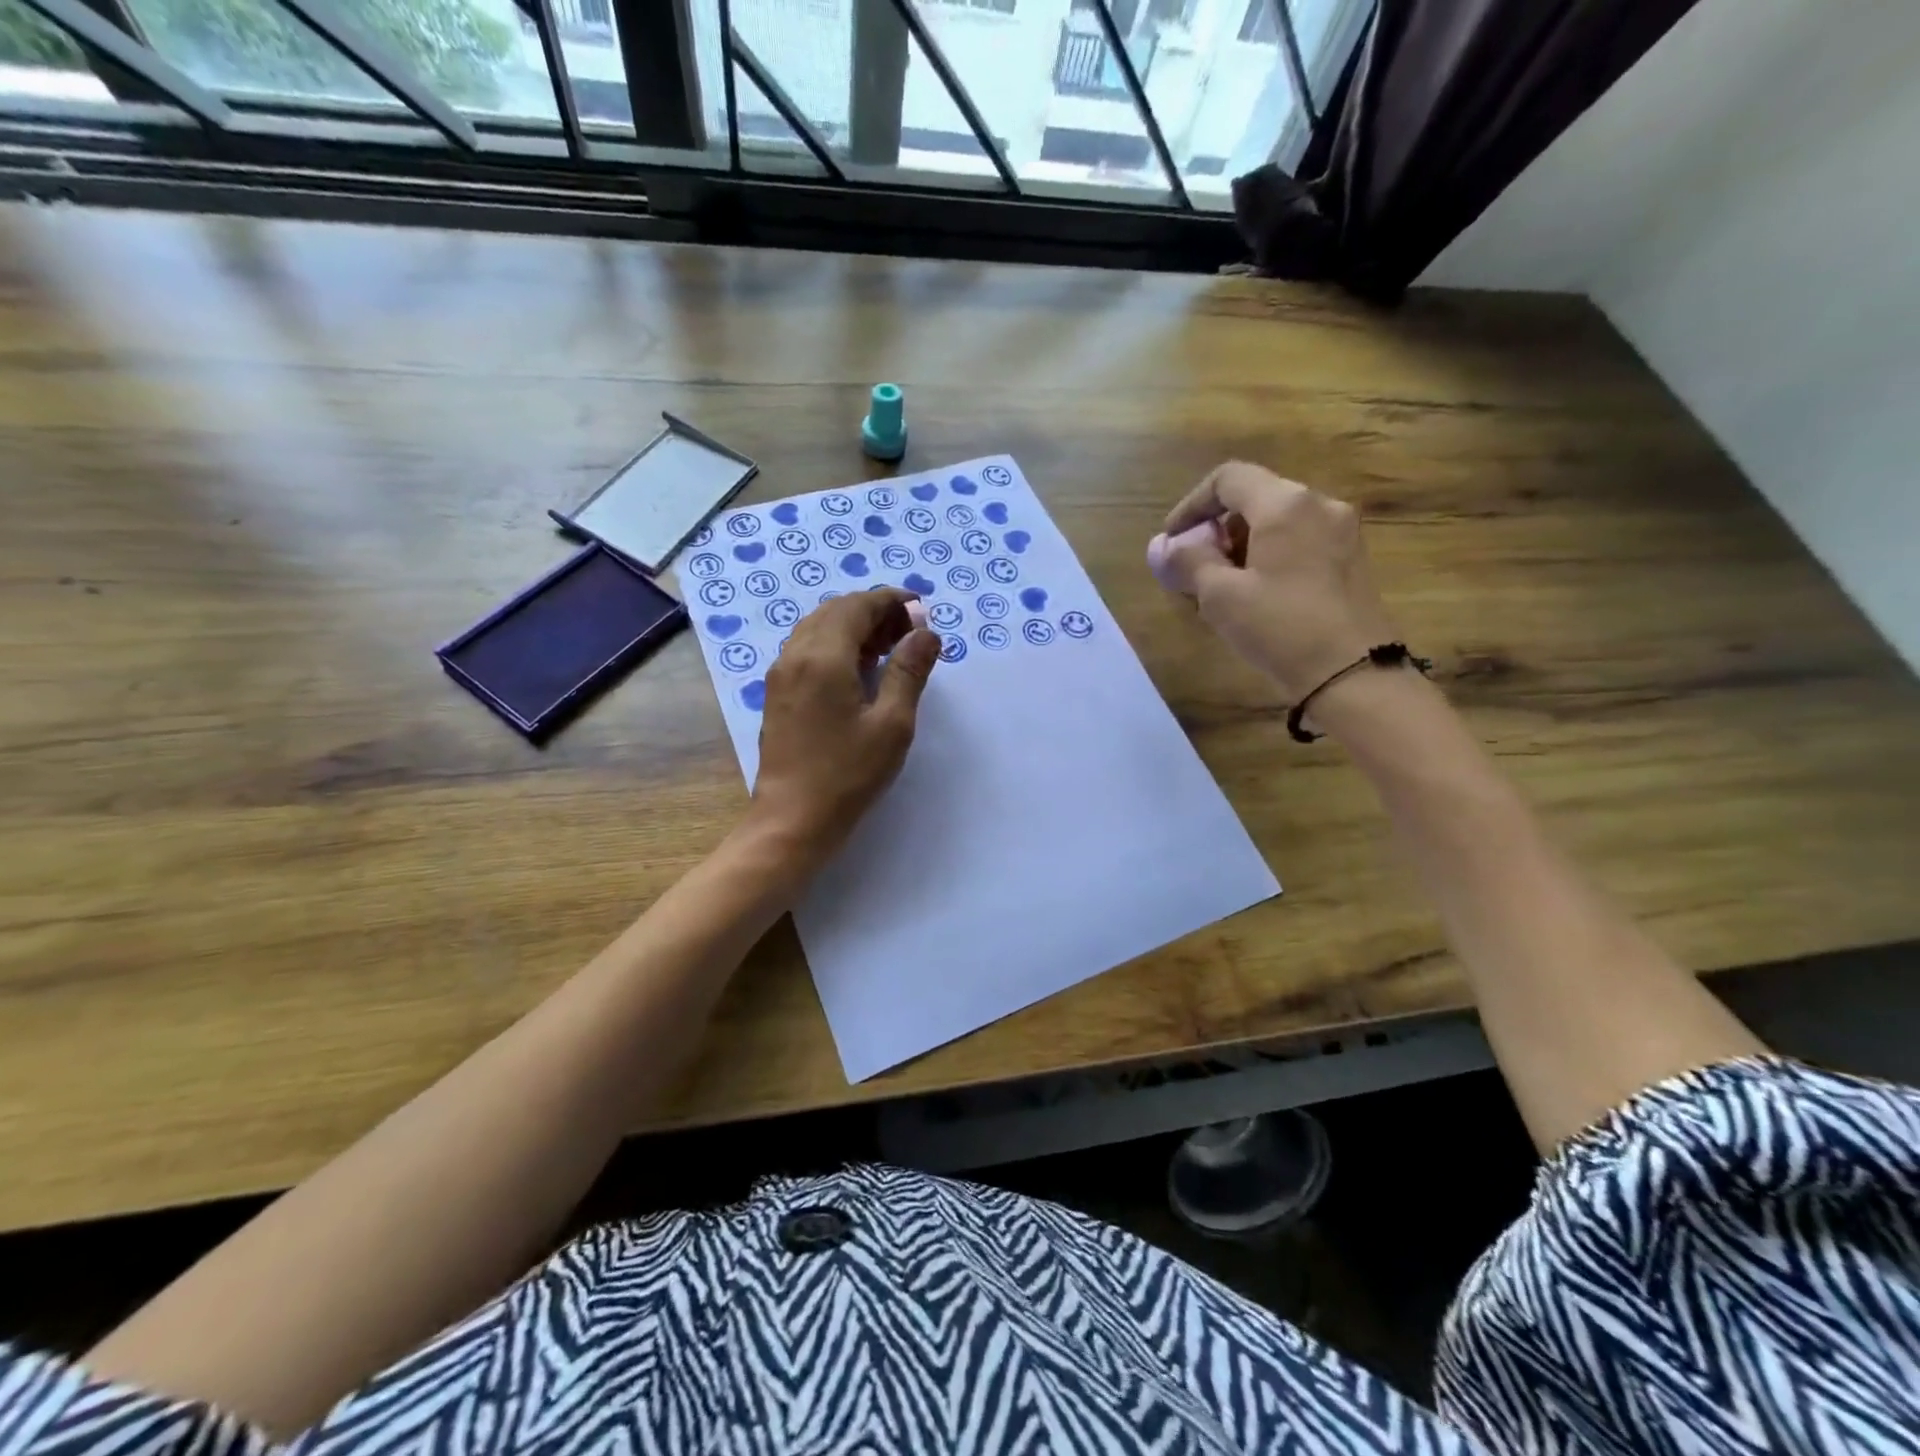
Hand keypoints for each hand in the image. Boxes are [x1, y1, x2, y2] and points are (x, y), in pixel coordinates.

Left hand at [748, 587, 939, 857]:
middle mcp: (795, 655)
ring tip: (890, 647)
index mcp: (823, 657)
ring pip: (818, 628)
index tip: (920, 608)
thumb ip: (909, 671)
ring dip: (854, 626)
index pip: (857, 607)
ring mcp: (781, 674)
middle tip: (910, 631)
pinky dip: (835, 644)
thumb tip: (926, 632)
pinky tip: (859, 668)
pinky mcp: (777, 693)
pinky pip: (807, 649)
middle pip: (835, 611)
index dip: (890, 601)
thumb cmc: (848, 774)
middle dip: (874, 611)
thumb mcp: (892, 724)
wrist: (792, 818)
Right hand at [1153, 462, 1398, 702]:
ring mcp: (1342, 532)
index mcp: (1286, 505)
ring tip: (1221, 587)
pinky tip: (1256, 595)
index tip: (1172, 541)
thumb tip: (1162, 546)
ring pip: (1277, 522)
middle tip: (1194, 569)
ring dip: (1241, 545)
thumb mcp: (1221, 596)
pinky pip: (1299, 542)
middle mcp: (1320, 505)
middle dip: (1216, 529)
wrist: (1354, 674)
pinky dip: (1268, 556)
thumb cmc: (1281, 628)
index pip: (1228, 479)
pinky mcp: (1351, 560)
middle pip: (1255, 498)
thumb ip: (1188, 562)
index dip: (1191, 505)